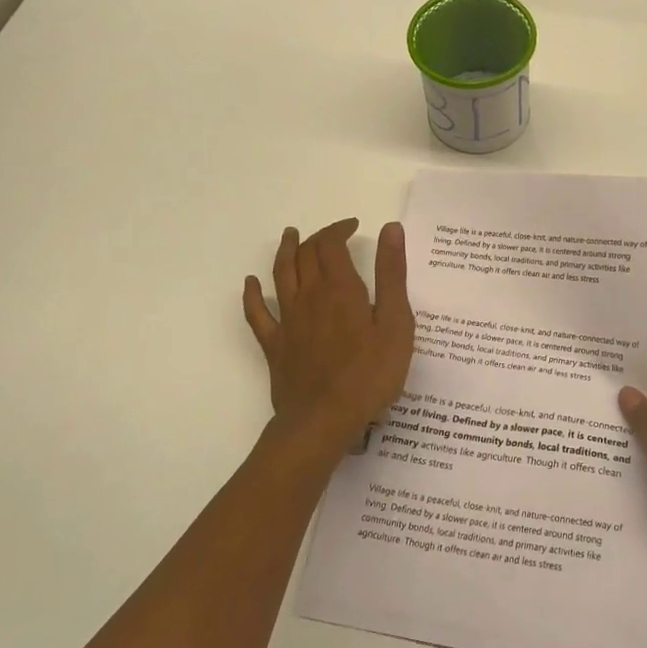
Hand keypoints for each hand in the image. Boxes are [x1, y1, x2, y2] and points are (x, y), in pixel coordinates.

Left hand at [243, 219, 414, 467]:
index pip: (332, 245)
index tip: (354, 226)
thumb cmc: (369, 374)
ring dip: (285, 251)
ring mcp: (288, 321)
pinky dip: (252, 294)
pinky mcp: (274, 345)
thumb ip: (392, 275)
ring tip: (289, 236)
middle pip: (305, 255)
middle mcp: (309, 296)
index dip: (340, 229)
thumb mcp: (395, 323)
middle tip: (332, 234)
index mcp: (340, 288)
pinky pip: (257, 313)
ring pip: (280, 275)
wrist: (323, 420)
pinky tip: (251, 284)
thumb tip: (390, 229)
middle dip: (317, 237)